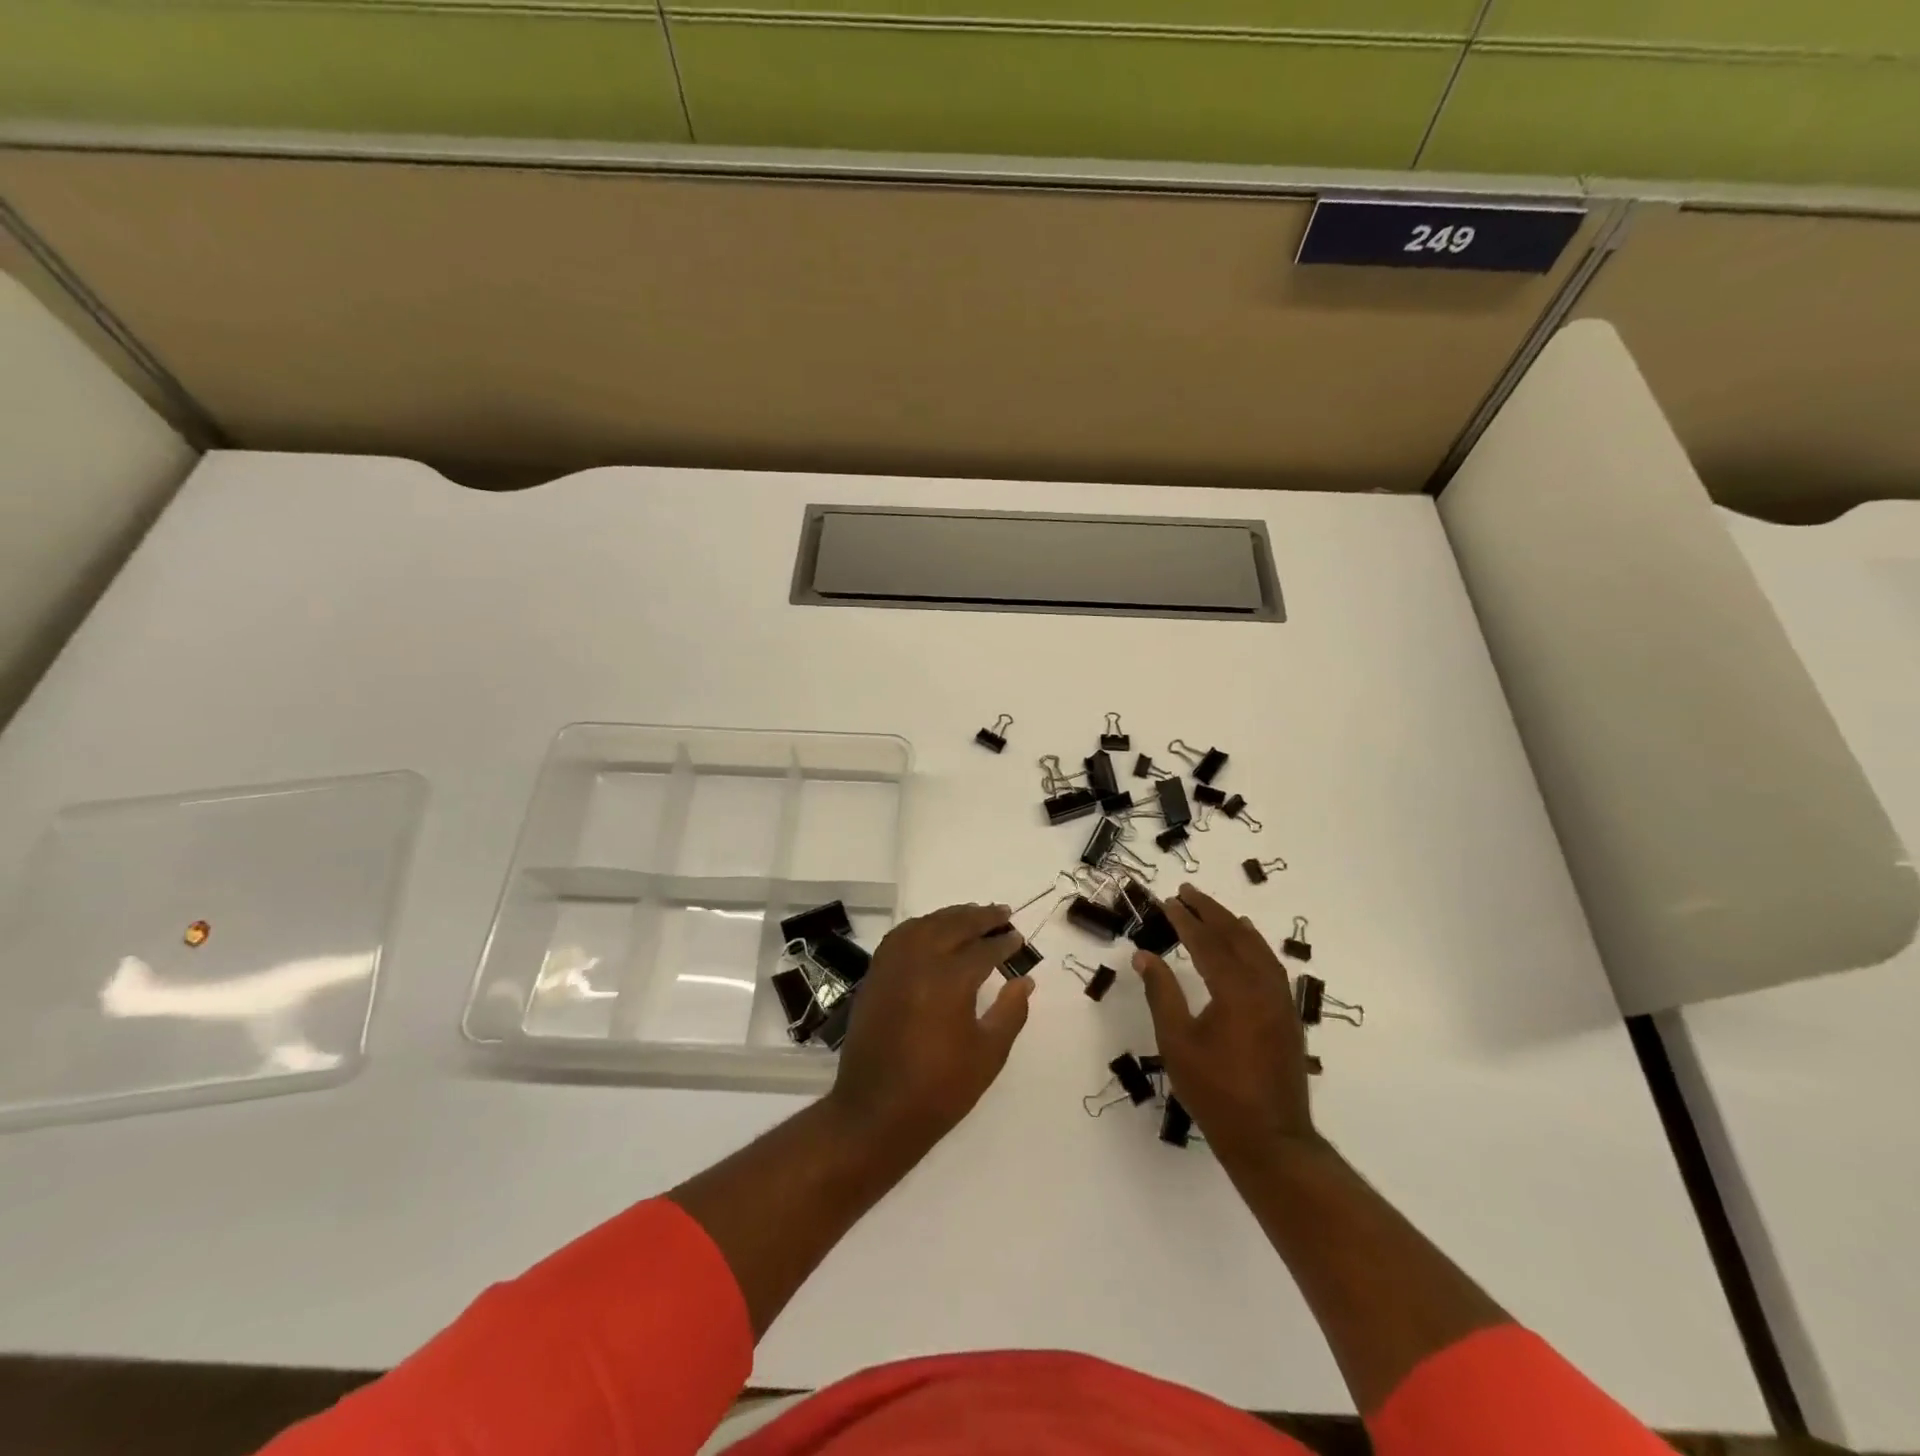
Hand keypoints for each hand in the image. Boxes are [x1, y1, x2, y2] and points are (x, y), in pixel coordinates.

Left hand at [826, 903, 1034, 1154]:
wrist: (875, 1114)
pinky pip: (900, 936)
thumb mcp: (988, 1055)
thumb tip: (1024, 980)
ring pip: (925, 925)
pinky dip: (920, 926)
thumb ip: (1010, 1012)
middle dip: (981, 917)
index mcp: (950, 980)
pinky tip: (932, 931)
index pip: (983, 950)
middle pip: (953, 926)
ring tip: (972, 916)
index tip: (1018, 939)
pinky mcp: (875, 976)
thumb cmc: (939, 1090)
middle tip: (1002, 913)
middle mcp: (919, 962)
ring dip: (950, 916)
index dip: (1004, 943)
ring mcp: (892, 966)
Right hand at [1133, 883, 1316, 1167]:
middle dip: (1211, 911)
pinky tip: (1248, 947)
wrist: (1271, 1140)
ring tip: (1216, 911)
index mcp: (1235, 990)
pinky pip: (1271, 967)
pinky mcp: (1288, 1018)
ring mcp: (1281, 1002)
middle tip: (1188, 892)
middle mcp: (1263, 987)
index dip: (1186, 919)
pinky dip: (1255, 947)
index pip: (1207, 942)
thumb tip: (1144, 955)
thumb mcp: (1177, 1042)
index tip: (1169, 900)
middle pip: (1236, 936)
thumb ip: (1162, 993)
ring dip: (1234, 926)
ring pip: (1258, 949)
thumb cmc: (1216, 1091)